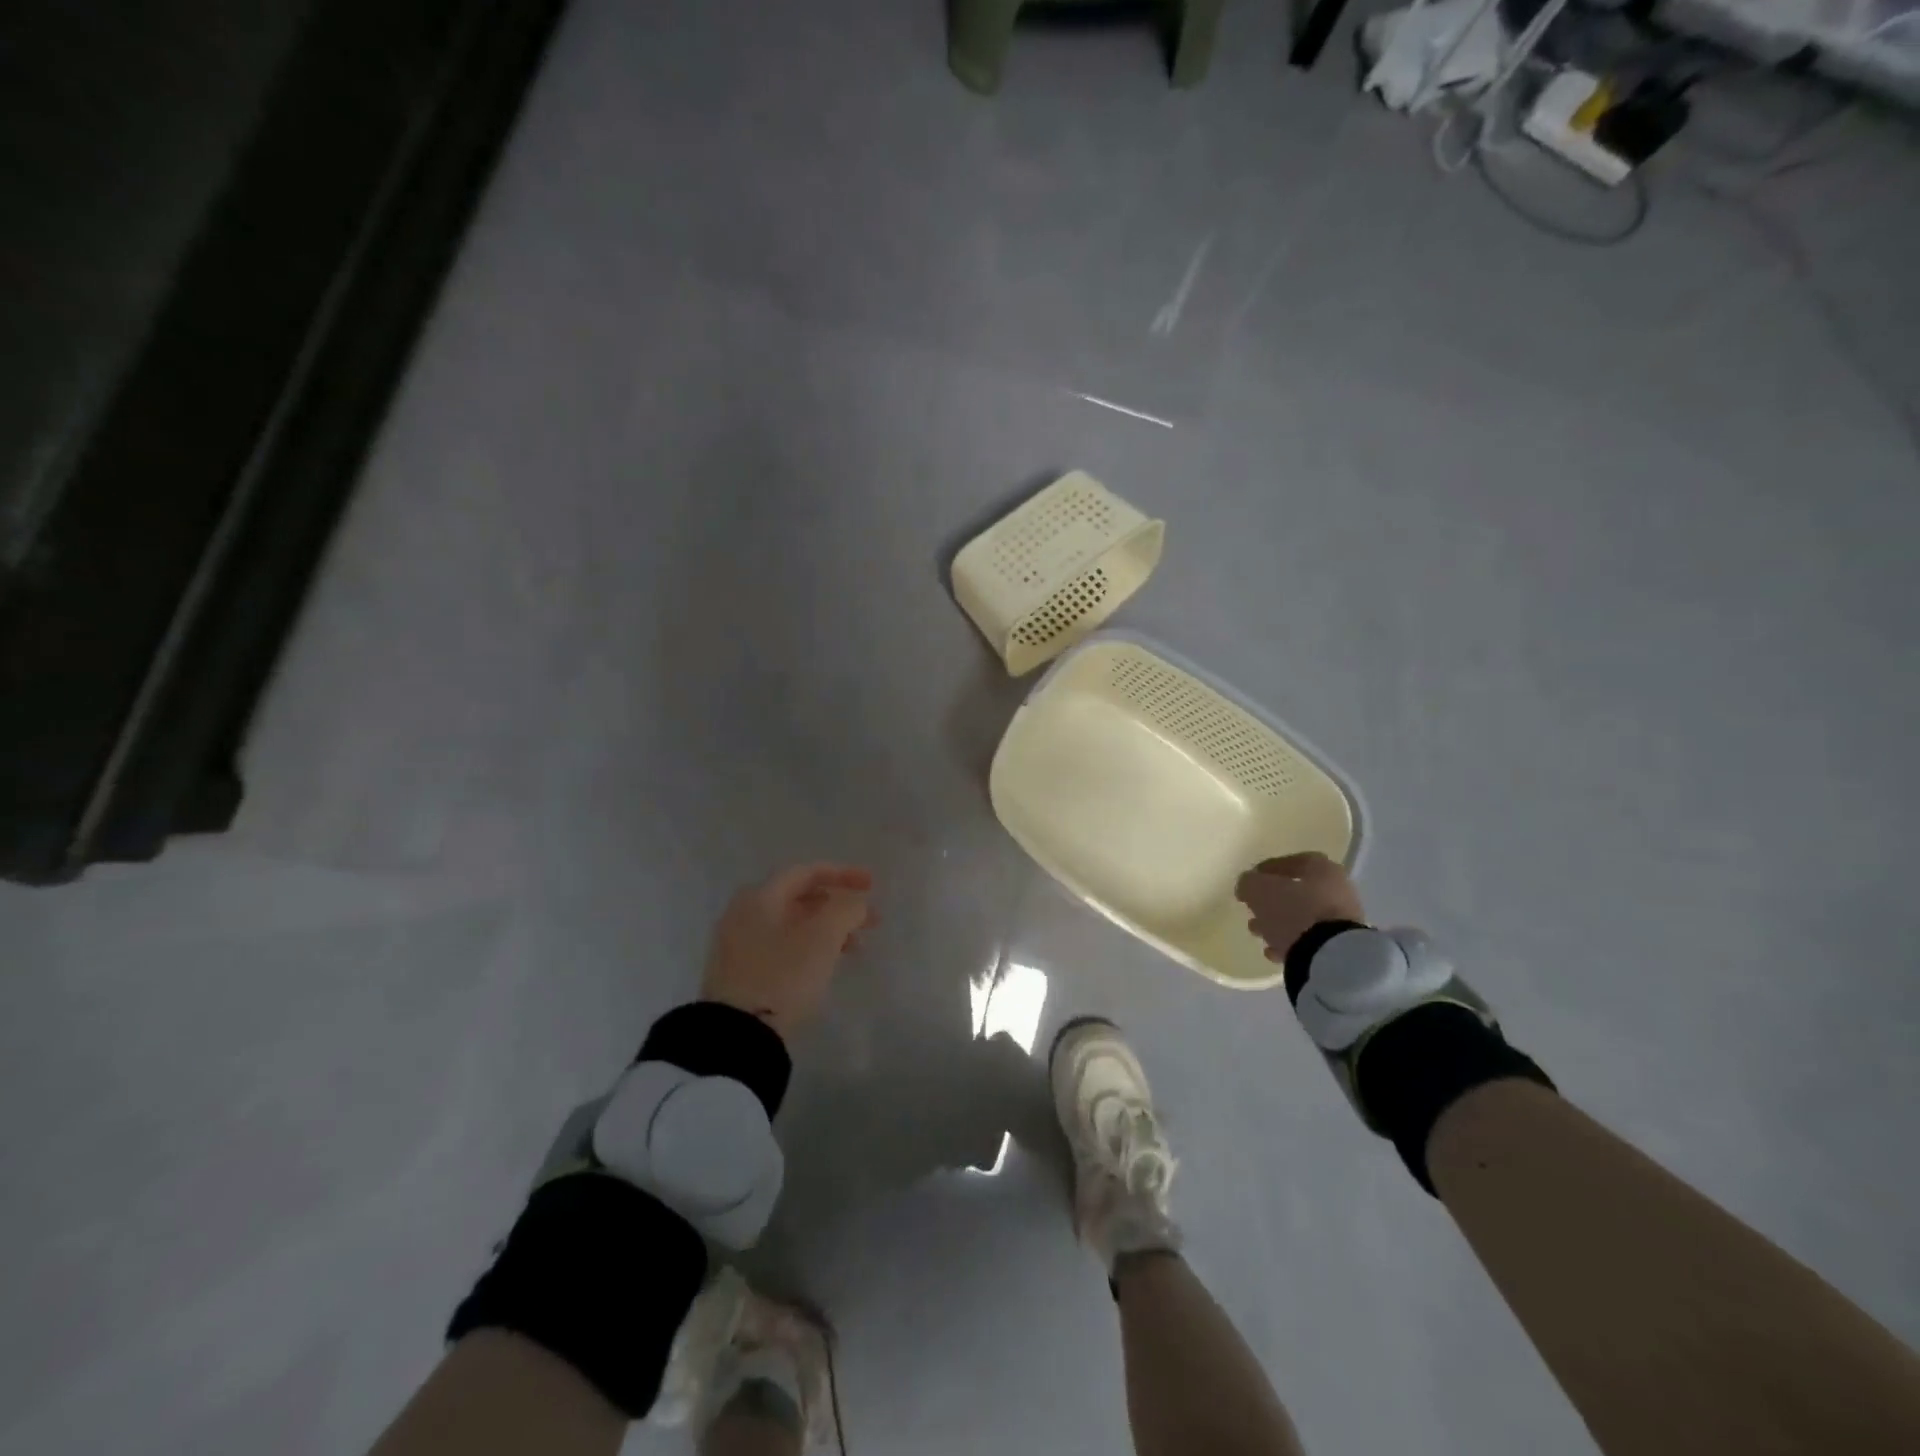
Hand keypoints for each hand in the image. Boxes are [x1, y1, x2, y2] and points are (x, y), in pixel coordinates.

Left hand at [700, 864, 877, 1039]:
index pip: (806, 872)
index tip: (872, 886)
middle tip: (870, 921)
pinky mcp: (741, 972)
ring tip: (856, 947)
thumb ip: (846, 909)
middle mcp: (744, 912)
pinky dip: (810, 946)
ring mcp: (738, 944)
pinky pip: (783, 946)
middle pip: (799, 897)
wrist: (737, 1035)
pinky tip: (827, 964)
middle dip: (839, 905)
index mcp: (760, 896)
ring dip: (828, 929)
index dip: (843, 874)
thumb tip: (855, 903)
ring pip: (793, 924)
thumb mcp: (823, 937)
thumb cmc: (783, 975)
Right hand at [1234, 852, 1365, 963]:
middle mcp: (1338, 891)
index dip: (1270, 868)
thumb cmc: (1295, 912)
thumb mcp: (1259, 890)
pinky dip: (1291, 943)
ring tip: (1257, 932)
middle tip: (1252, 908)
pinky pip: (1312, 940)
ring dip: (1278, 923)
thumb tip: (1248, 885)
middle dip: (1272, 900)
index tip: (1252, 878)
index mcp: (1323, 870)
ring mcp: (1343, 921)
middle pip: (1299, 892)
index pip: (1295, 861)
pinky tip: (1274, 951)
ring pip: (1303, 917)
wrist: (1331, 958)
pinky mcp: (1342, 947)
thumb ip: (1249, 883)